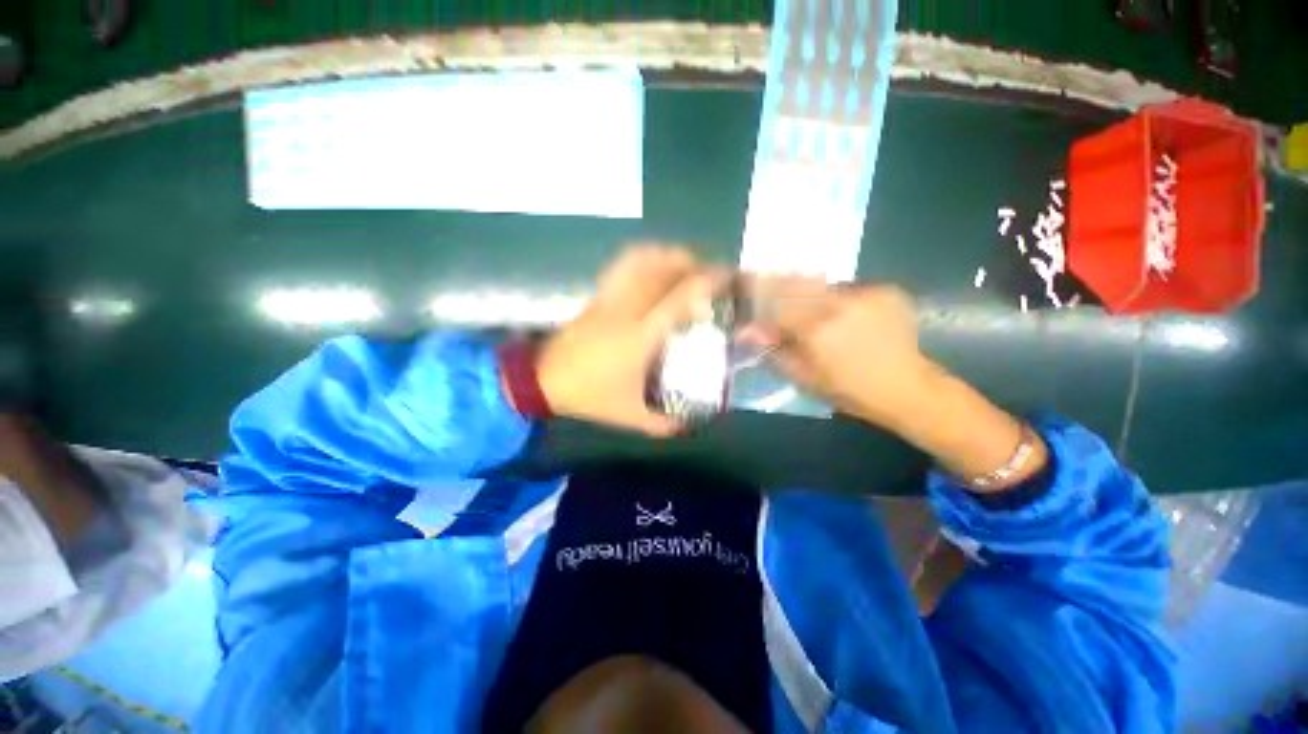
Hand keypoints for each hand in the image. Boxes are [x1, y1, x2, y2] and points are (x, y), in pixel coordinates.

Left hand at [538, 245, 722, 436]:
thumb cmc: (590, 396)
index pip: (679, 297)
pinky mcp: (597, 298)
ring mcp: (609, 299)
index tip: (726, 276)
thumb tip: (689, 425)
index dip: (706, 281)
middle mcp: (628, 309)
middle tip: (708, 273)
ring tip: (684, 264)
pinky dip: (641, 258)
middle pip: (662, 270)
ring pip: (639, 262)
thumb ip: (664, 423)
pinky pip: (621, 268)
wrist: (545, 382)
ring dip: (666, 256)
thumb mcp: (631, 416)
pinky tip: (652, 266)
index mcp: (641, 336)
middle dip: (691, 263)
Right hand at [746, 277, 1045, 487]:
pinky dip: (838, 299)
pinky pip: (848, 288)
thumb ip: (774, 348)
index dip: (757, 292)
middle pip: (797, 282)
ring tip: (817, 314)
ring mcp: (867, 294)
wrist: (908, 389)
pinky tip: (845, 317)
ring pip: (823, 284)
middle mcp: (840, 304)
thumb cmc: (849, 391)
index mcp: (817, 329)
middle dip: (781, 287)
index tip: (745, 285)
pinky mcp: (886, 290)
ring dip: (812, 295)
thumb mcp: (804, 376)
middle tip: (777, 301)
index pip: (775, 299)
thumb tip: (745, 330)